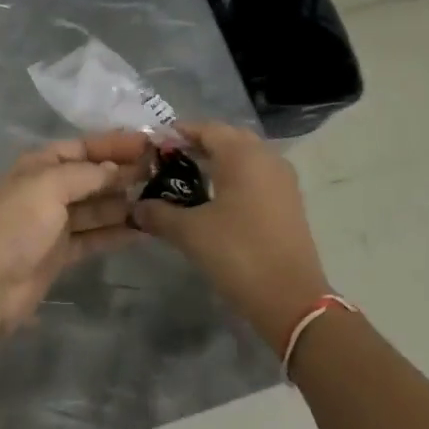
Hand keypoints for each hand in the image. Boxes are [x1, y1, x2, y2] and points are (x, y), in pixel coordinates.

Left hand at [0, 131, 152, 336]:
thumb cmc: (15, 224)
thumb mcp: (49, 186)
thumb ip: (87, 174)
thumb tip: (119, 169)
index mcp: (40, 164)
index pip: (84, 147)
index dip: (116, 144)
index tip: (151, 146)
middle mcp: (49, 189)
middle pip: (93, 176)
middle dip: (124, 172)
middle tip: (164, 173)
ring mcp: (55, 223)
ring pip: (97, 207)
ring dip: (125, 203)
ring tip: (162, 199)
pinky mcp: (61, 254)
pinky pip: (95, 236)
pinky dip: (117, 232)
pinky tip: (144, 229)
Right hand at [131, 122, 331, 350]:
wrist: (292, 300)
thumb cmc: (238, 254)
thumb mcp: (190, 233)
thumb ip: (159, 213)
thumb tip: (136, 207)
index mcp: (243, 155)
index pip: (206, 129)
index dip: (178, 134)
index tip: (153, 146)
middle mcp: (266, 157)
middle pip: (227, 138)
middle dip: (198, 145)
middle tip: (168, 160)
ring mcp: (282, 179)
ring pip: (245, 156)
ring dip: (218, 161)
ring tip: (188, 179)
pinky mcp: (289, 201)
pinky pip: (257, 175)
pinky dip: (235, 177)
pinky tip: (215, 199)